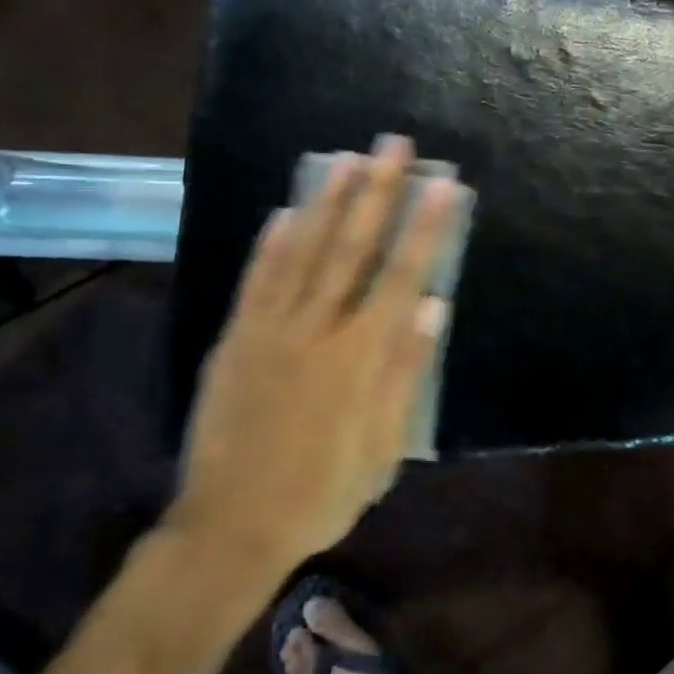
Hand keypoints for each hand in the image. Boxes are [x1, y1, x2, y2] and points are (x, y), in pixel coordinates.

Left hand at [168, 137, 456, 583]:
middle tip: (392, 145)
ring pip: (304, 252)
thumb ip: (406, 371)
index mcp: (361, 356)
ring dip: (328, 202)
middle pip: (352, 248)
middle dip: (377, 192)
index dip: (425, 226)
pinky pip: (256, 282)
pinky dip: (271, 244)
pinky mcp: (235, 341)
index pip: (402, 275)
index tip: (441, 184)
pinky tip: (284, 211)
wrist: (232, 528)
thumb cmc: (324, 492)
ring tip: (346, 159)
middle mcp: (317, 329)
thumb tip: (434, 306)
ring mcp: (270, 330)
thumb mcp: (384, 447)